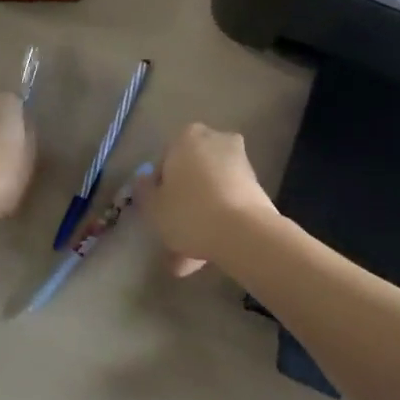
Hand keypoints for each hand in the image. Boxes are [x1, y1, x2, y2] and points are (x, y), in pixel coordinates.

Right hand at [142, 123, 278, 276]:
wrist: (244, 232)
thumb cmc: (189, 212)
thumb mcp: (153, 207)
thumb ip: (144, 191)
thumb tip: (143, 181)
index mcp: (187, 137)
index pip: (164, 161)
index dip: (158, 190)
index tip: (158, 213)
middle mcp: (216, 140)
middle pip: (191, 177)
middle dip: (182, 207)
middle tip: (172, 239)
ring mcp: (239, 162)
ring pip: (210, 193)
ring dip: (199, 221)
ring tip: (188, 262)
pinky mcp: (257, 186)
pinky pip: (227, 203)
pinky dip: (218, 224)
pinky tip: (207, 257)